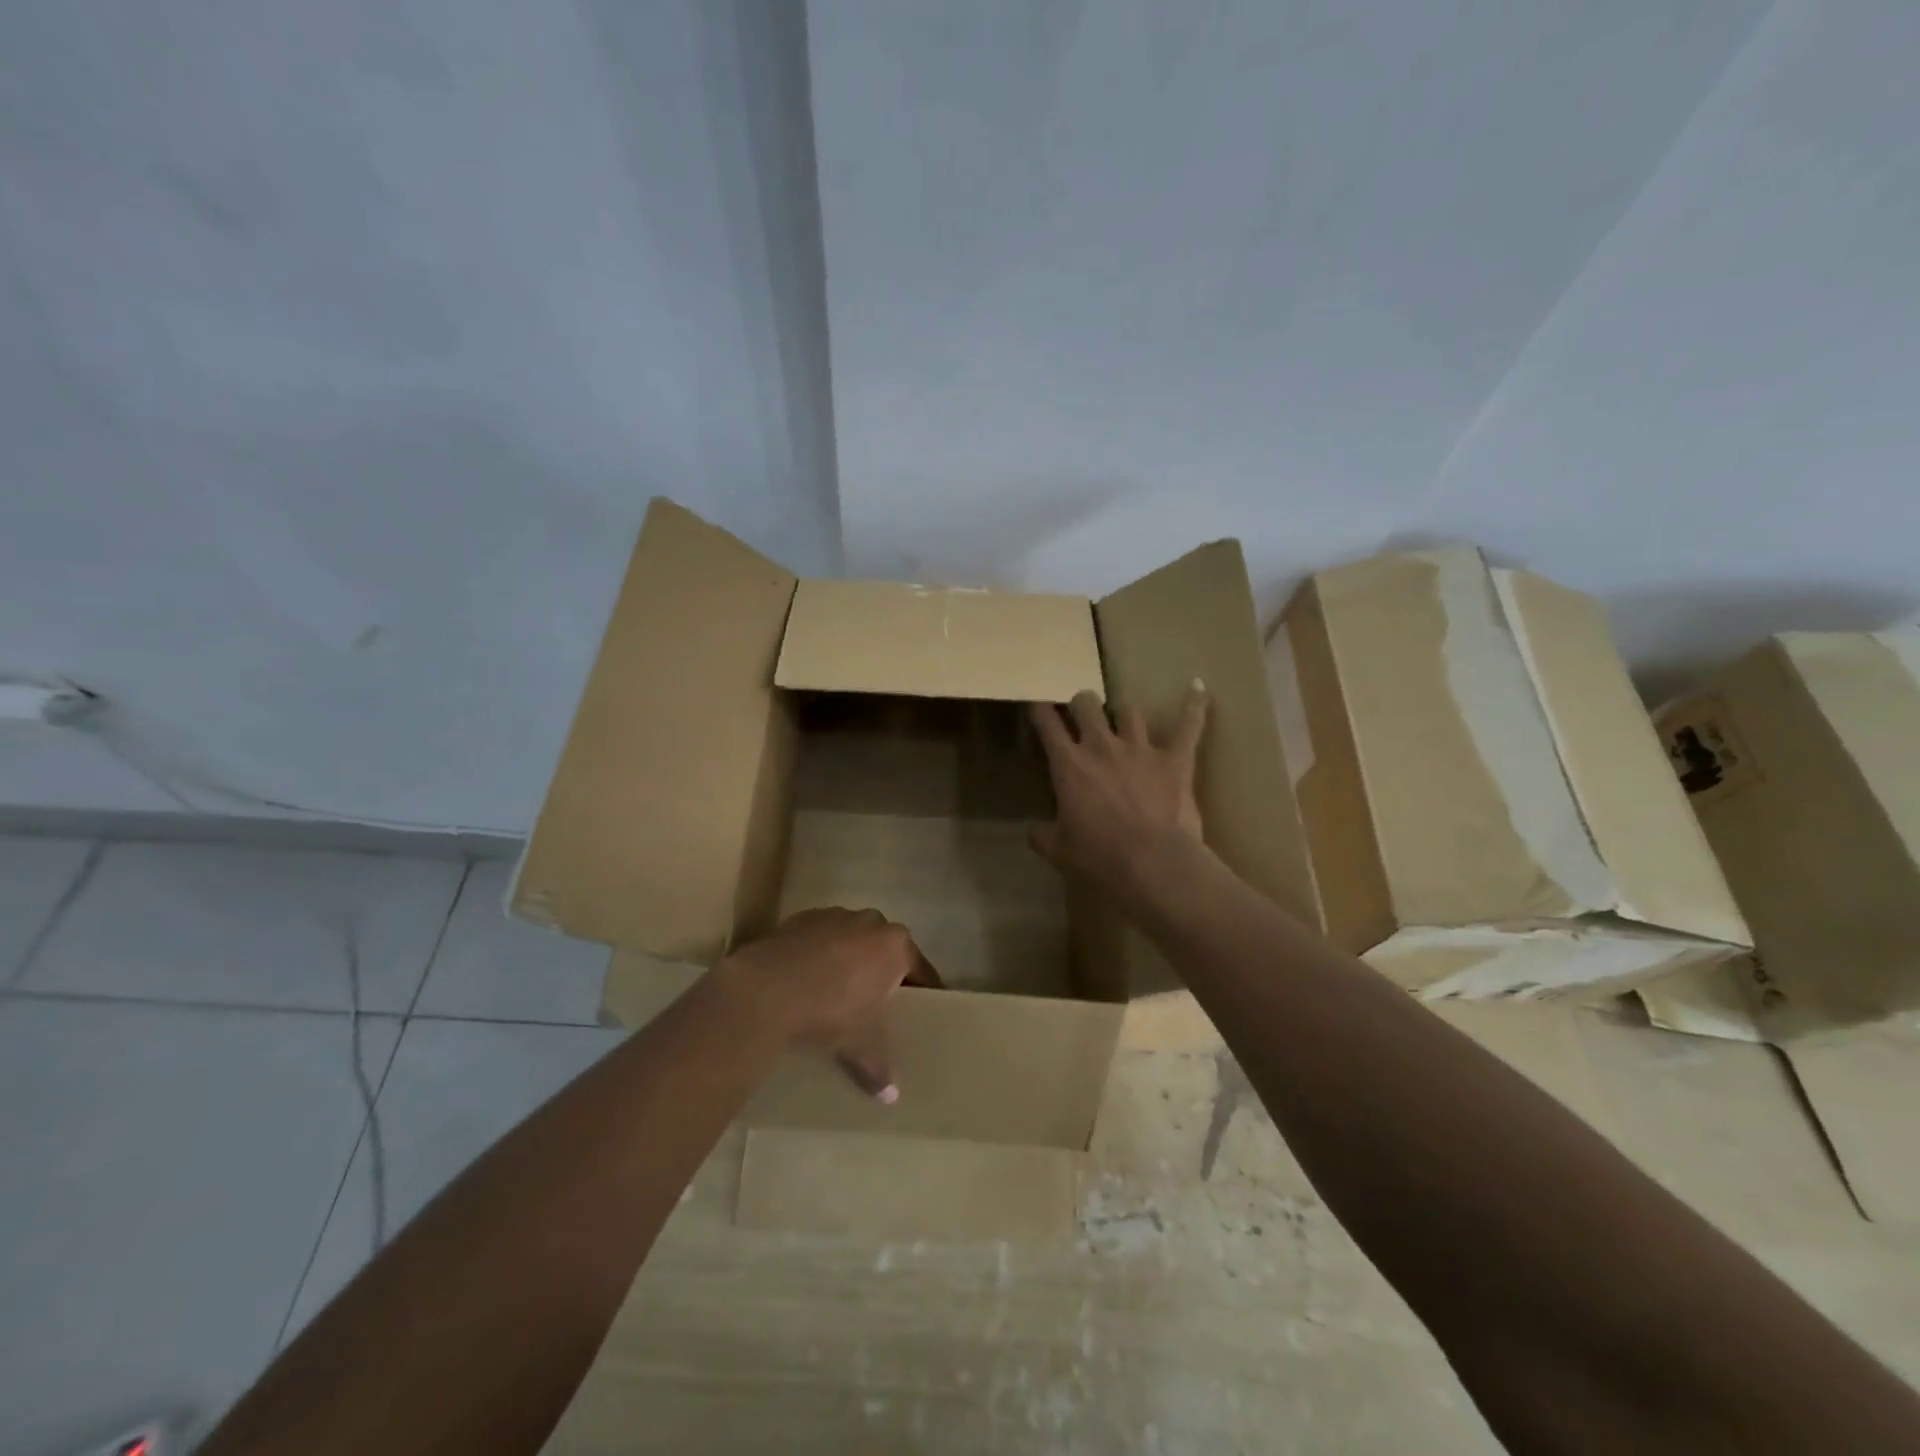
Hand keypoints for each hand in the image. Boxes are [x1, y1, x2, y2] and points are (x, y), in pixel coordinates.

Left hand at [716, 907, 940, 1100]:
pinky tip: (807, 981)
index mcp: (896, 945)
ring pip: (851, 939)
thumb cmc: (833, 1012)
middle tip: (879, 1000)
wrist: (768, 988)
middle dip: (884, 970)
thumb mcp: (863, 1046)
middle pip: (885, 948)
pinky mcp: (801, 918)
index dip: (924, 989)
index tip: (925, 1003)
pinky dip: (818, 955)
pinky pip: (820, 939)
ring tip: (838, 990)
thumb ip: (881, 1068)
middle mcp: (870, 921)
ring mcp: (834, 915)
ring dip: (849, 959)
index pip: (920, 968)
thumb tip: (891, 1097)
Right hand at [1029, 686, 1208, 895]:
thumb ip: (1042, 835)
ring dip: (1122, 710)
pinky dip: (1194, 705)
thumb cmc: (1100, 859)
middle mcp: (1102, 746)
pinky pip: (1189, 725)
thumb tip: (1032, 830)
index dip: (1039, 710)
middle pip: (1087, 705)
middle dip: (1081, 704)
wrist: (1153, 865)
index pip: (1047, 725)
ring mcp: (1141, 749)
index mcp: (1069, 765)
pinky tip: (1198, 687)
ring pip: (1129, 710)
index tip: (1036, 704)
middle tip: (1081, 712)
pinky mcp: (1175, 759)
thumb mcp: (1059, 851)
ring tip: (1122, 712)